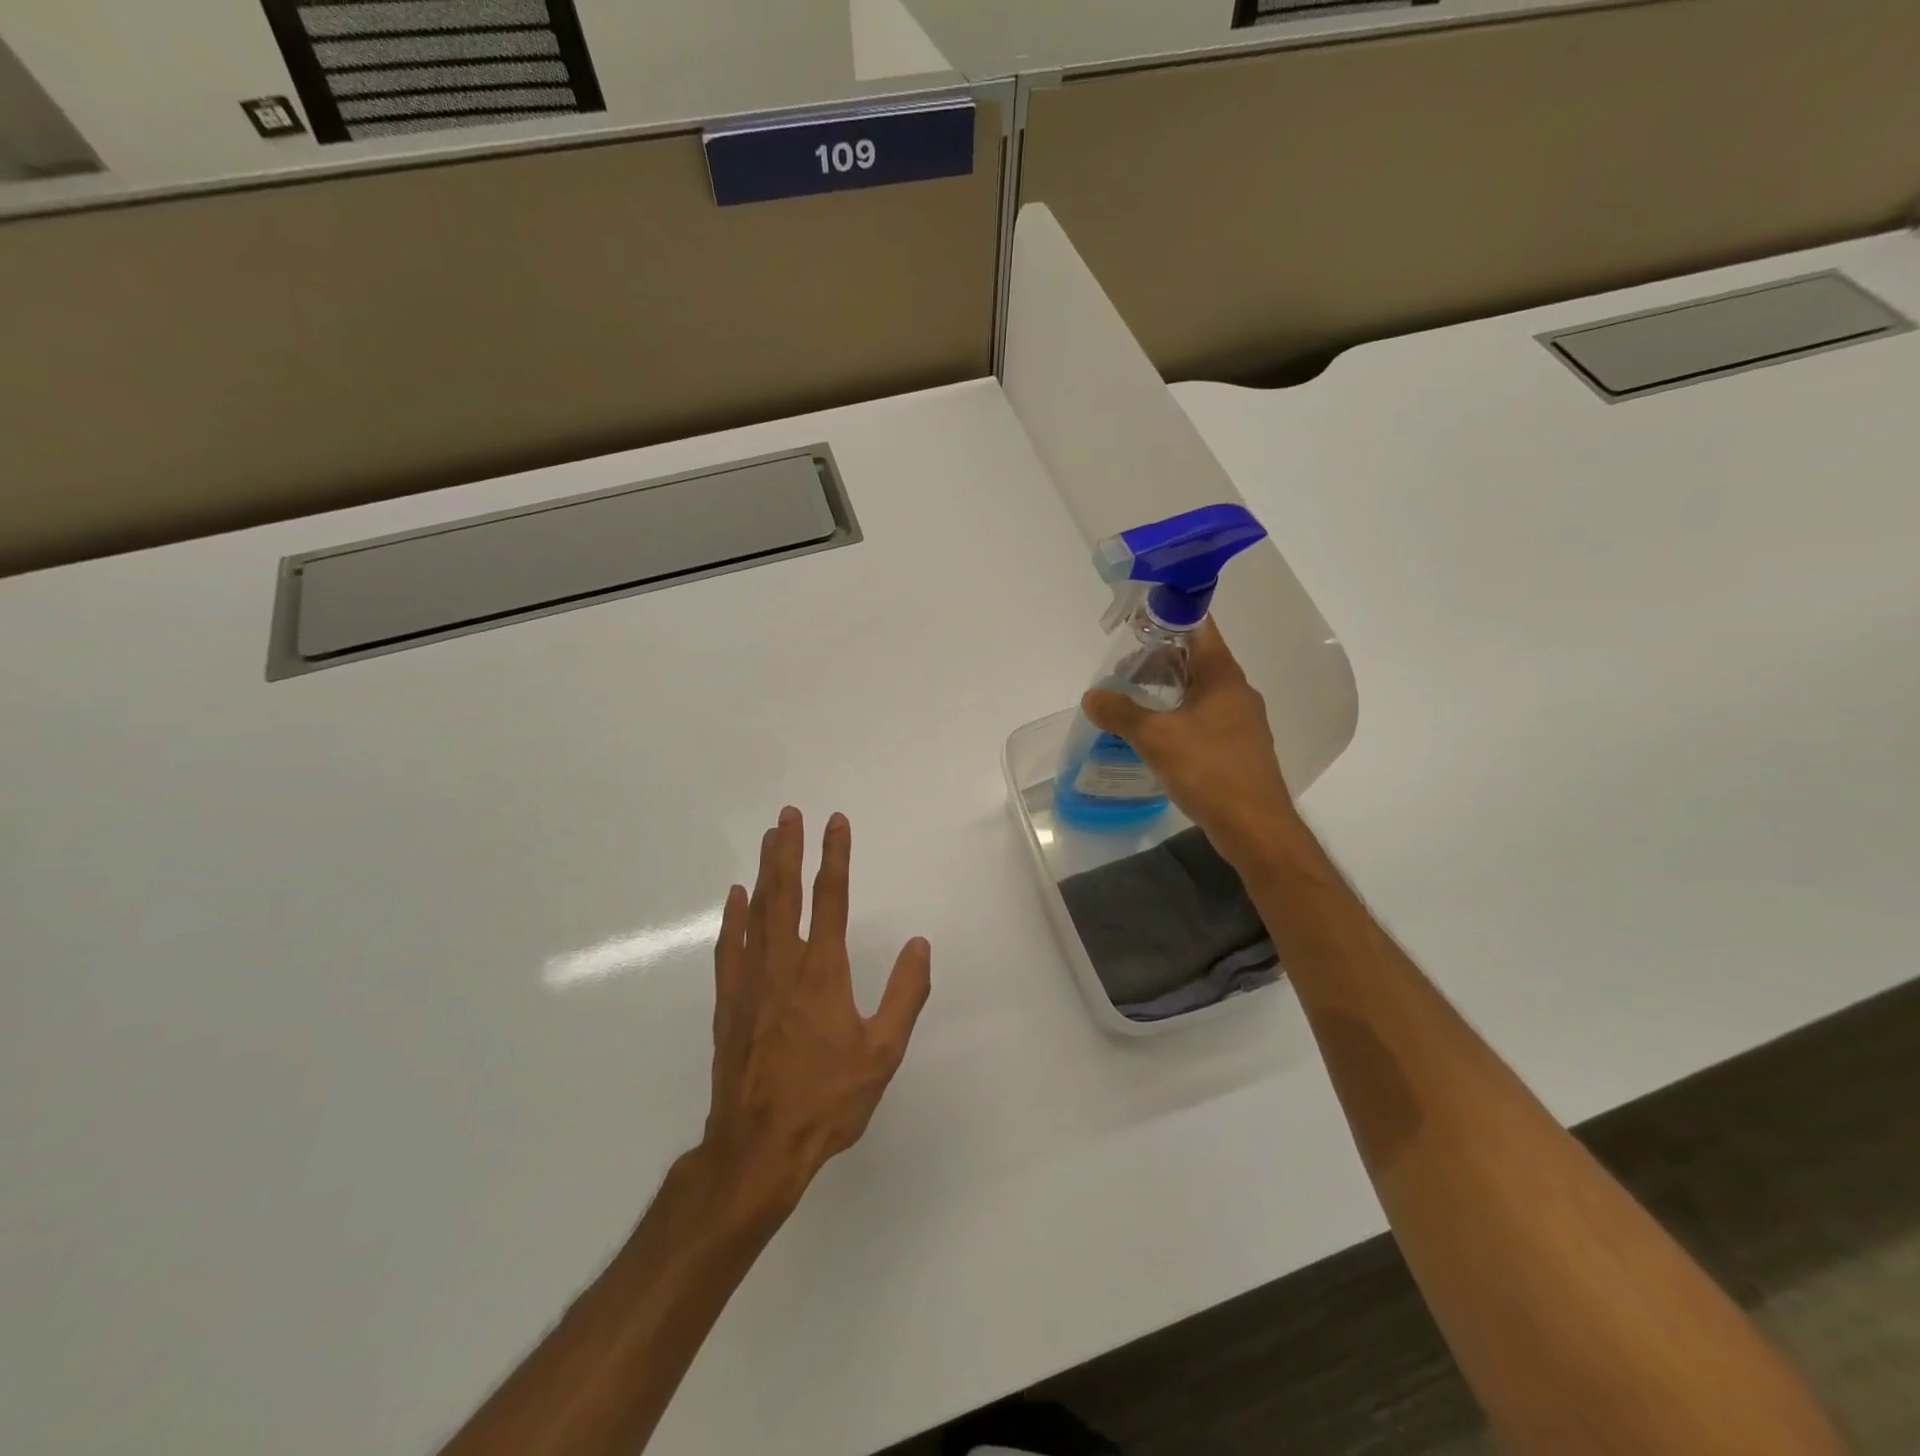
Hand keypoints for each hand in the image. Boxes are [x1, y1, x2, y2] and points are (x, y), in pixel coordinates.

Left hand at [701, 807, 931, 1225]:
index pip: (831, 898)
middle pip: (785, 893)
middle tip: (788, 813)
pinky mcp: (728, 1002)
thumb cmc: (827, 1099)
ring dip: (763, 871)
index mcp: (822, 971)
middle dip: (788, 849)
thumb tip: (919, 945)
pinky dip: (732, 917)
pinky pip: (729, 947)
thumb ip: (904, 995)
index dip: (835, 856)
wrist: (758, 1146)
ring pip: (756, 912)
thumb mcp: (882, 1052)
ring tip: (767, 838)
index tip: (835, 822)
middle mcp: (784, 964)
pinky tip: (735, 898)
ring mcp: (751, 981)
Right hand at [1082, 622, 1305, 868]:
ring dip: (1166, 690)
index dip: (1167, 617)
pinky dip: (1177, 716)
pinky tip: (1156, 735)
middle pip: (1194, 659)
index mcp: (1222, 676)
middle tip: (1121, 673)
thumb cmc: (1209, 771)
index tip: (1135, 624)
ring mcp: (1240, 720)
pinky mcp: (1237, 746)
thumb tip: (1092, 696)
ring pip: (1198, 690)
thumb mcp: (1155, 738)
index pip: (1198, 627)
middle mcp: (1236, 691)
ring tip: (1132, 703)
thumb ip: (1120, 712)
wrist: (1254, 826)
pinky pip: (1203, 717)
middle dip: (1157, 660)